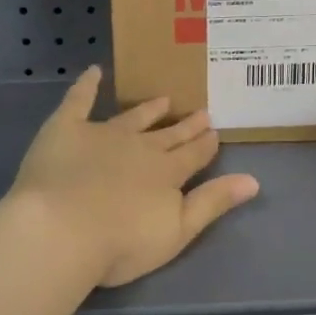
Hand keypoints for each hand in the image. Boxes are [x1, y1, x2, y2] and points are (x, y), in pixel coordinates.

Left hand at [7, 66, 259, 287]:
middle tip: (202, 112)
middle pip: (168, 135)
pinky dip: (87, 85)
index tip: (215, 132)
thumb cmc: (120, 243)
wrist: (62, 229)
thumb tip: (254, 181)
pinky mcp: (67, 129)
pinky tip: (94, 71)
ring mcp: (104, 134)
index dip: (205, 145)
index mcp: (167, 173)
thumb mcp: (177, 231)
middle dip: (186, 125)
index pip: (193, 156)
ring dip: (150, 109)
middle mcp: (141, 147)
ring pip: (133, 117)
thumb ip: (213, 203)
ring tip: (164, 98)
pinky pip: (79, 100)